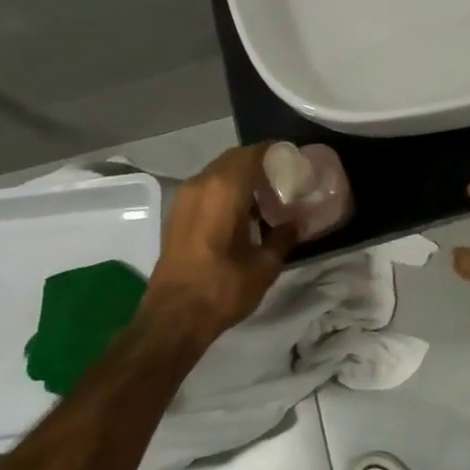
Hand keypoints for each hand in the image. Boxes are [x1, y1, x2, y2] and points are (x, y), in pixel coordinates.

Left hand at [144, 144, 296, 343]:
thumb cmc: (222, 288)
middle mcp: (202, 184)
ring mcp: (185, 198)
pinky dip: (225, 189)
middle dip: (258, 162)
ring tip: (265, 195)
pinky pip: (206, 187)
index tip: (293, 159)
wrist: (174, 317)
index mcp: (225, 189)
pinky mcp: (177, 214)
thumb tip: (296, 222)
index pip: (253, 153)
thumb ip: (283, 237)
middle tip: (282, 177)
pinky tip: (242, 212)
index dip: (274, 151)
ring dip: (240, 176)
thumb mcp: (264, 265)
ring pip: (218, 172)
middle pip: (234, 159)